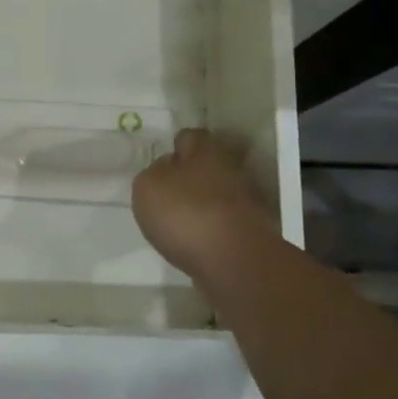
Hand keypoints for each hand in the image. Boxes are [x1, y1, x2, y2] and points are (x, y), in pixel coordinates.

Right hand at [131, 129, 277, 290]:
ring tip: (175, 223)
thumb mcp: (148, 185)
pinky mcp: (249, 233)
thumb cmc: (185, 212)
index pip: (190, 137)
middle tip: (166, 194)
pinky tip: (192, 242)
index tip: (162, 162)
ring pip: (216, 195)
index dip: (174, 147)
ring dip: (200, 205)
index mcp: (207, 150)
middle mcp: (231, 170)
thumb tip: (167, 170)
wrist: (233, 262)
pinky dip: (209, 230)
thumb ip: (153, 172)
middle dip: (189, 177)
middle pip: (207, 166)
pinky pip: (222, 223)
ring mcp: (245, 203)